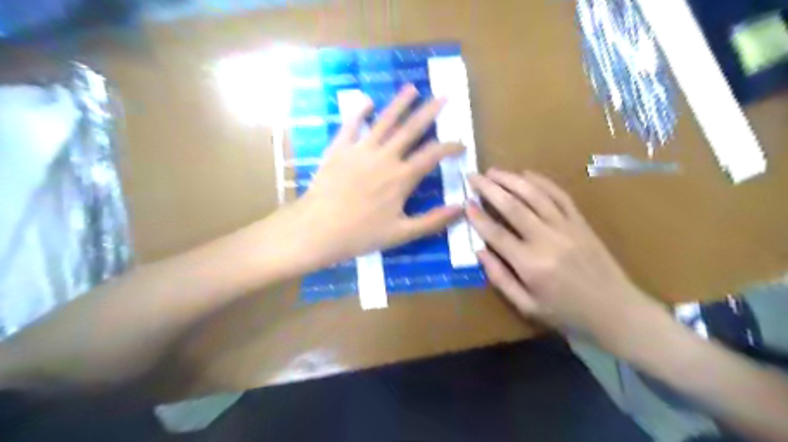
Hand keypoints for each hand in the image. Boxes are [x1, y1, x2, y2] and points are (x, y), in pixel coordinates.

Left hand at [293, 84, 462, 264]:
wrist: (318, 230)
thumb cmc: (361, 235)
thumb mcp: (401, 234)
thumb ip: (432, 221)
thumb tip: (461, 208)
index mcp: (402, 178)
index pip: (432, 155)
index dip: (450, 147)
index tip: (461, 143)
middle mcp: (385, 157)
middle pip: (411, 129)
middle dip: (429, 112)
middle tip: (443, 97)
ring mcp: (360, 150)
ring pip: (384, 121)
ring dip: (400, 104)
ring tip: (412, 88)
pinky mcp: (339, 149)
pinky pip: (351, 125)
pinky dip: (360, 112)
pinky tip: (367, 102)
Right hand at [467, 169, 663, 344]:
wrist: (617, 311)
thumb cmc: (567, 314)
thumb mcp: (527, 306)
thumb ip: (500, 278)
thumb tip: (479, 251)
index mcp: (531, 265)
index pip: (496, 234)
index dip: (478, 217)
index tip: (465, 203)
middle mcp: (548, 240)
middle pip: (513, 207)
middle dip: (489, 188)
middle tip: (473, 176)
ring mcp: (567, 227)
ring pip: (535, 195)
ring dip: (511, 180)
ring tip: (493, 171)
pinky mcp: (581, 222)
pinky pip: (560, 196)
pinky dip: (542, 182)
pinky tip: (527, 174)